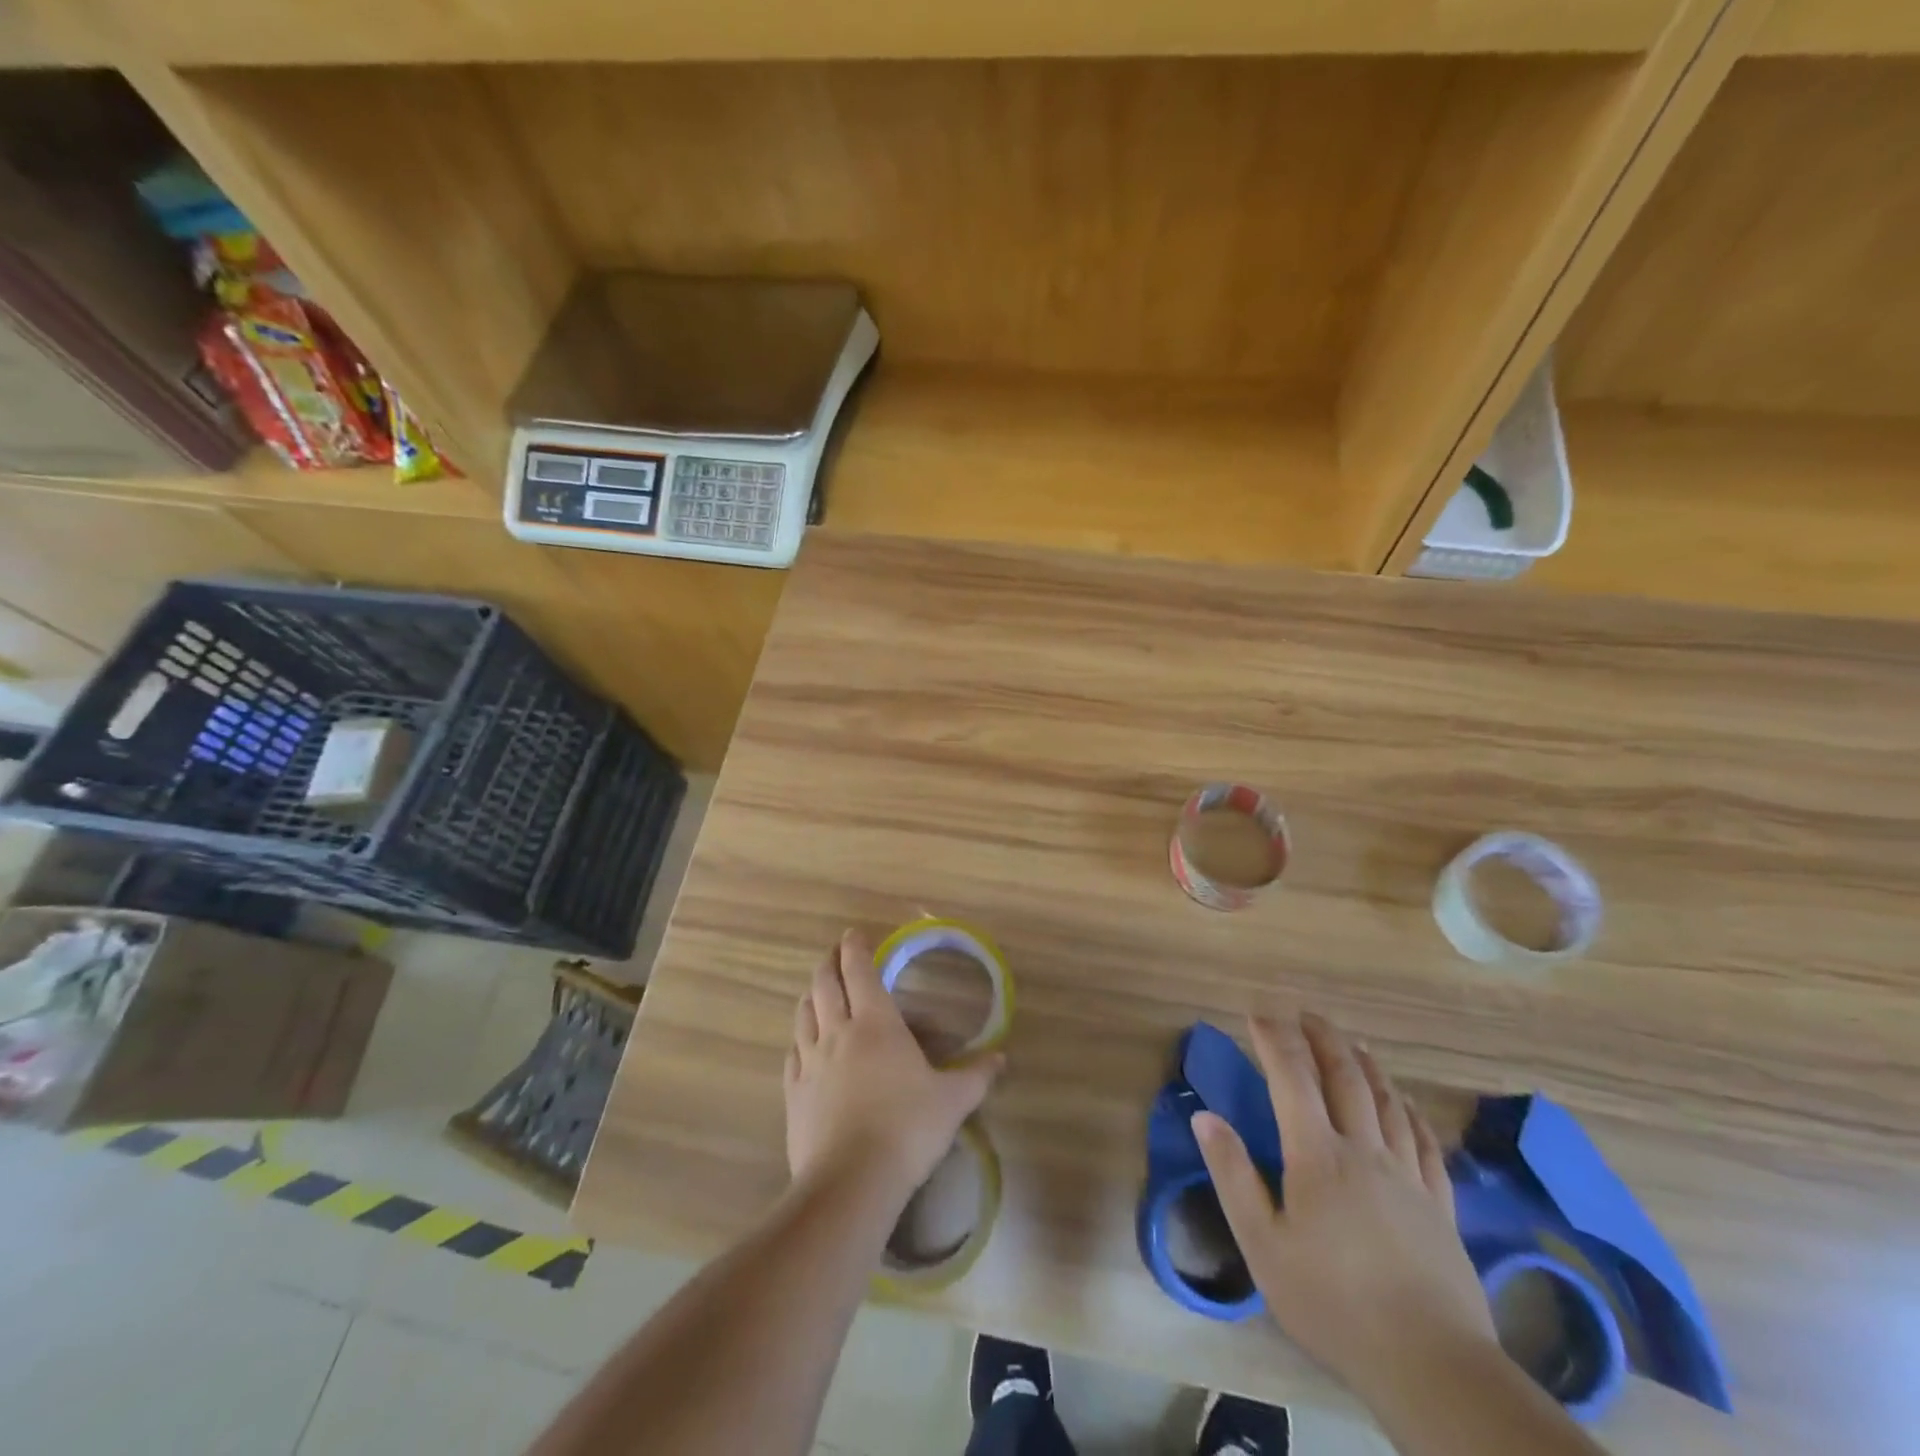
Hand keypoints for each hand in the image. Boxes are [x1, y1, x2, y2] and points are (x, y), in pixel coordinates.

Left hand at [784, 930, 1003, 1210]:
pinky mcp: (793, 1093)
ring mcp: (810, 1062)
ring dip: (811, 995)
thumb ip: (976, 1076)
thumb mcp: (952, 1102)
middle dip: (829, 963)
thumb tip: (1002, 1058)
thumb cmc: (907, 1129)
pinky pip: (792, 1053)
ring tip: (818, 991)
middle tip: (836, 955)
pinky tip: (802, 1044)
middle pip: (824, 984)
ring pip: (804, 1014)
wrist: (851, 1182)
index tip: (854, 934)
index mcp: (876, 1024)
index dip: (855, 948)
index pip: (860, 971)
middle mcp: (838, 1033)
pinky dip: (799, 1038)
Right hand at [1193, 1013, 1497, 1406]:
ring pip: (1386, 1101)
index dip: (1274, 1039)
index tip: (1257, 1013)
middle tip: (1305, 1014)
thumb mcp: (1263, 1245)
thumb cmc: (1332, 1302)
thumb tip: (1205, 1115)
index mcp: (1318, 1156)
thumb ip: (1233, 1175)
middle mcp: (1364, 1150)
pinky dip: (1409, 1110)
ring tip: (1352, 1042)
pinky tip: (1404, 1101)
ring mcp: (1408, 1175)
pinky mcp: (1440, 1205)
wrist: (1431, 1365)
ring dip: (1365, 1063)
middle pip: (1345, 1077)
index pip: (1292, 1078)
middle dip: (1323, 1038)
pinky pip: (1424, 1140)